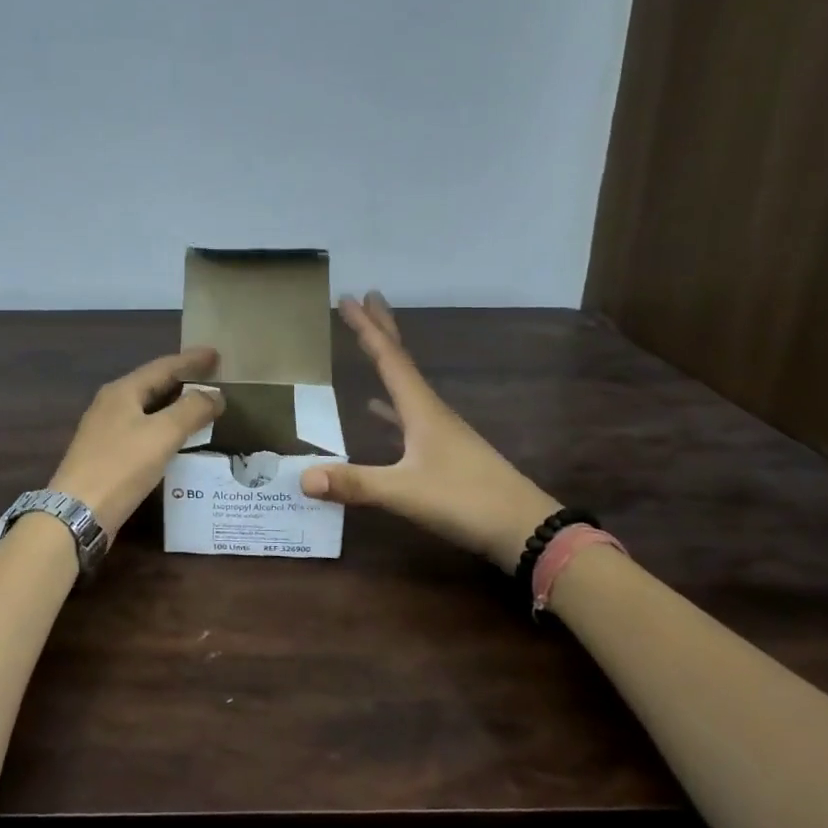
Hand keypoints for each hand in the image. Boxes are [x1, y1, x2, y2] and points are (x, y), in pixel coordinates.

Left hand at [47, 347, 224, 537]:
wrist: (79, 511)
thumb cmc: (121, 466)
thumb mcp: (162, 434)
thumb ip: (191, 410)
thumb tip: (215, 394)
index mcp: (122, 391)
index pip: (163, 366)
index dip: (191, 360)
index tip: (216, 354)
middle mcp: (111, 404)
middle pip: (152, 384)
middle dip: (183, 379)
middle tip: (212, 378)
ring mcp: (106, 430)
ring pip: (147, 408)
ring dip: (174, 404)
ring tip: (200, 405)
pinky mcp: (107, 454)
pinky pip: (142, 429)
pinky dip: (164, 426)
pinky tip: (177, 438)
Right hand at [301, 294, 559, 571]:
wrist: (525, 530)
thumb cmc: (466, 501)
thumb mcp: (405, 492)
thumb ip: (355, 483)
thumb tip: (302, 477)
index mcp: (422, 410)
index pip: (389, 359)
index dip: (366, 329)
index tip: (347, 298)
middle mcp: (431, 412)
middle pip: (401, 362)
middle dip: (382, 329)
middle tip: (366, 298)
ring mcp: (440, 433)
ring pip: (406, 386)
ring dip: (387, 362)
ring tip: (371, 344)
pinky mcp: (445, 454)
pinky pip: (408, 417)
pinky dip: (389, 406)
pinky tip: (376, 411)